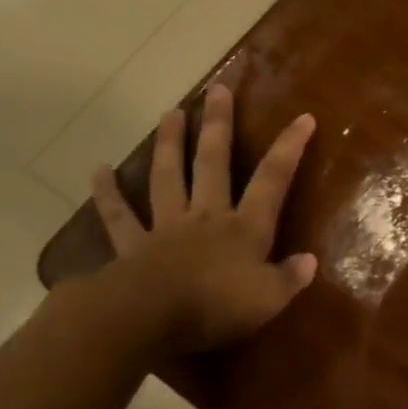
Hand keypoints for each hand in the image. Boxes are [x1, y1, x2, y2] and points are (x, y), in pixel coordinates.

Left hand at [85, 84, 316, 358]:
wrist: (149, 319)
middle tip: (217, 90)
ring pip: (169, 177)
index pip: (272, 180)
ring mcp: (167, 227)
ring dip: (170, 144)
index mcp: (245, 228)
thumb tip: (310, 261)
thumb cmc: (215, 308)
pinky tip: (97, 170)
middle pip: (214, 163)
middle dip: (218, 126)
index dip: (289, 148)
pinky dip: (107, 194)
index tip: (302, 117)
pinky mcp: (132, 246)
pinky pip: (118, 216)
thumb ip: (289, 278)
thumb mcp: (267, 299)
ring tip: (169, 113)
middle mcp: (207, 217)